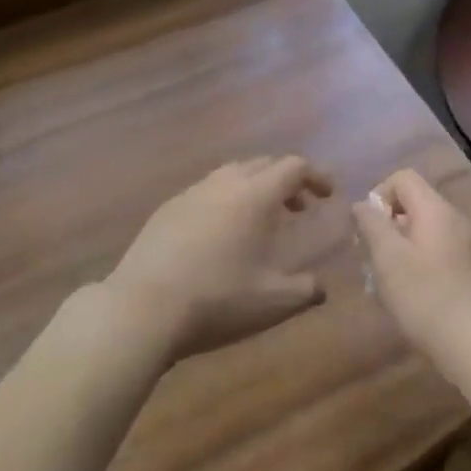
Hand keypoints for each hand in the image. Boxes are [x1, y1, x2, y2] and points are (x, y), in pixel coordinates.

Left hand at [104, 156, 333, 361]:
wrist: (142, 307)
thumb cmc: (217, 300)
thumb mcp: (271, 302)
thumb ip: (305, 291)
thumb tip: (322, 287)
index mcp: (257, 194)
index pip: (295, 166)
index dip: (316, 176)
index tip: (328, 195)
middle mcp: (227, 182)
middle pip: (265, 163)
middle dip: (287, 180)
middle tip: (298, 207)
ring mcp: (193, 192)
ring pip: (233, 173)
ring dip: (255, 187)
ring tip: (260, 220)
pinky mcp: (168, 208)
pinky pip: (207, 191)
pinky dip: (226, 200)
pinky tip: (219, 234)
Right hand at [352, 169, 470, 389]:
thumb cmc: (428, 297)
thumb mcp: (388, 258)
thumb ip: (372, 225)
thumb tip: (362, 204)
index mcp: (435, 208)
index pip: (402, 178)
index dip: (379, 196)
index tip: (367, 231)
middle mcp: (454, 219)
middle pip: (413, 206)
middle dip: (386, 229)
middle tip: (371, 263)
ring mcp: (467, 247)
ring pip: (423, 235)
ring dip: (400, 252)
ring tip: (386, 288)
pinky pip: (437, 256)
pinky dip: (418, 268)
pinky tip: (411, 302)